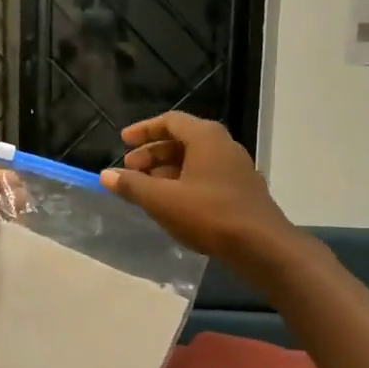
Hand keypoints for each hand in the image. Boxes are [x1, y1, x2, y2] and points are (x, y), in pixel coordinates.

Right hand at [101, 113, 297, 273]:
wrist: (262, 246)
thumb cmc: (209, 215)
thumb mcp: (162, 200)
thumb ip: (132, 186)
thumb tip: (106, 175)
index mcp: (205, 137)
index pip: (170, 121)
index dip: (143, 130)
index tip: (123, 142)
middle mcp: (224, 145)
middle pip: (182, 140)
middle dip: (152, 154)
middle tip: (130, 171)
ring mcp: (236, 168)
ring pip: (194, 160)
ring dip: (167, 171)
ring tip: (146, 190)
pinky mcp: (242, 190)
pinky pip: (207, 176)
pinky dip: (184, 183)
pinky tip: (173, 205)